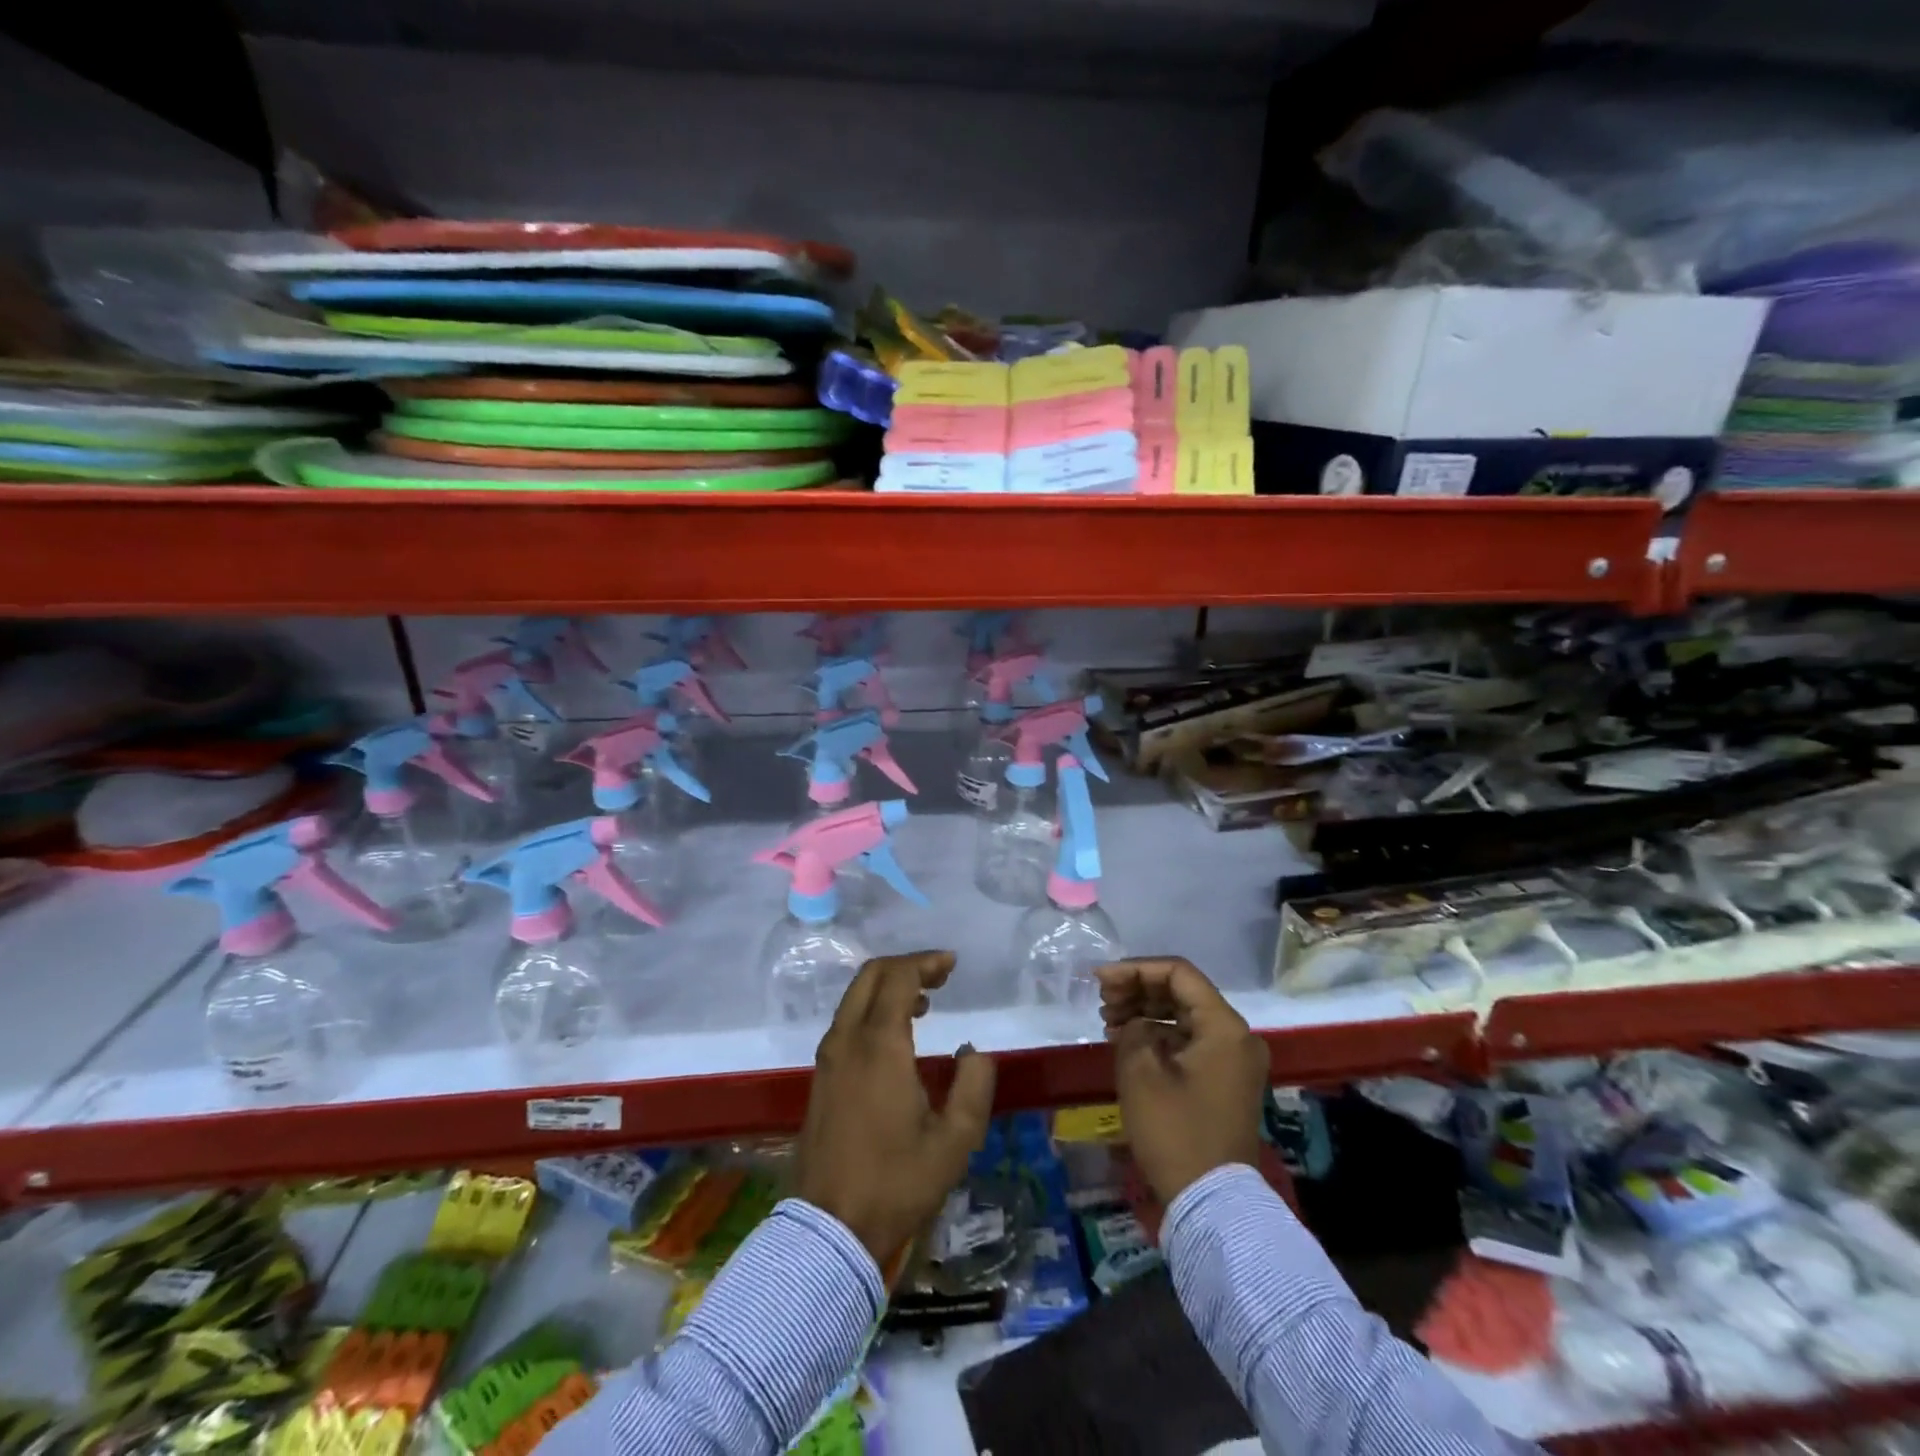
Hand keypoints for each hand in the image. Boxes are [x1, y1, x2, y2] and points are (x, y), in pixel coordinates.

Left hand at [794, 950, 996, 1263]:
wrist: (828, 1230)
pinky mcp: (821, 1077)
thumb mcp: (954, 1141)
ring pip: (855, 997)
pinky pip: (847, 1021)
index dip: (926, 962)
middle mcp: (847, 1040)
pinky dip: (873, 1009)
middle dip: (906, 966)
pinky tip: (897, 1034)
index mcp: (879, 1045)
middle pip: (871, 976)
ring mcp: (828, 1058)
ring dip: (889, 988)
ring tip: (925, 1002)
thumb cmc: (896, 1183)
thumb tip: (973, 1052)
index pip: (899, 977)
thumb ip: (973, 1087)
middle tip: (940, 975)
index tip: (952, 965)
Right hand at [1098, 956, 1269, 1203]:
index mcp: (1224, 1026)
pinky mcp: (1225, 1081)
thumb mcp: (1141, 1072)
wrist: (1211, 1202)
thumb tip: (1135, 1022)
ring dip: (1146, 1011)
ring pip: (1184, 1016)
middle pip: (1183, 992)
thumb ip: (1133, 1028)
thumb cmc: (1175, 1131)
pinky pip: (1190, 1041)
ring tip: (1108, 1019)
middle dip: (1139, 989)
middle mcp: (1236, 1036)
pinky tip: (1127, 1040)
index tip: (1101, 979)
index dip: (1135, 970)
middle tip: (1102, 1000)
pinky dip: (1159, 1035)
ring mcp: (1233, 1060)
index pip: (1178, 974)